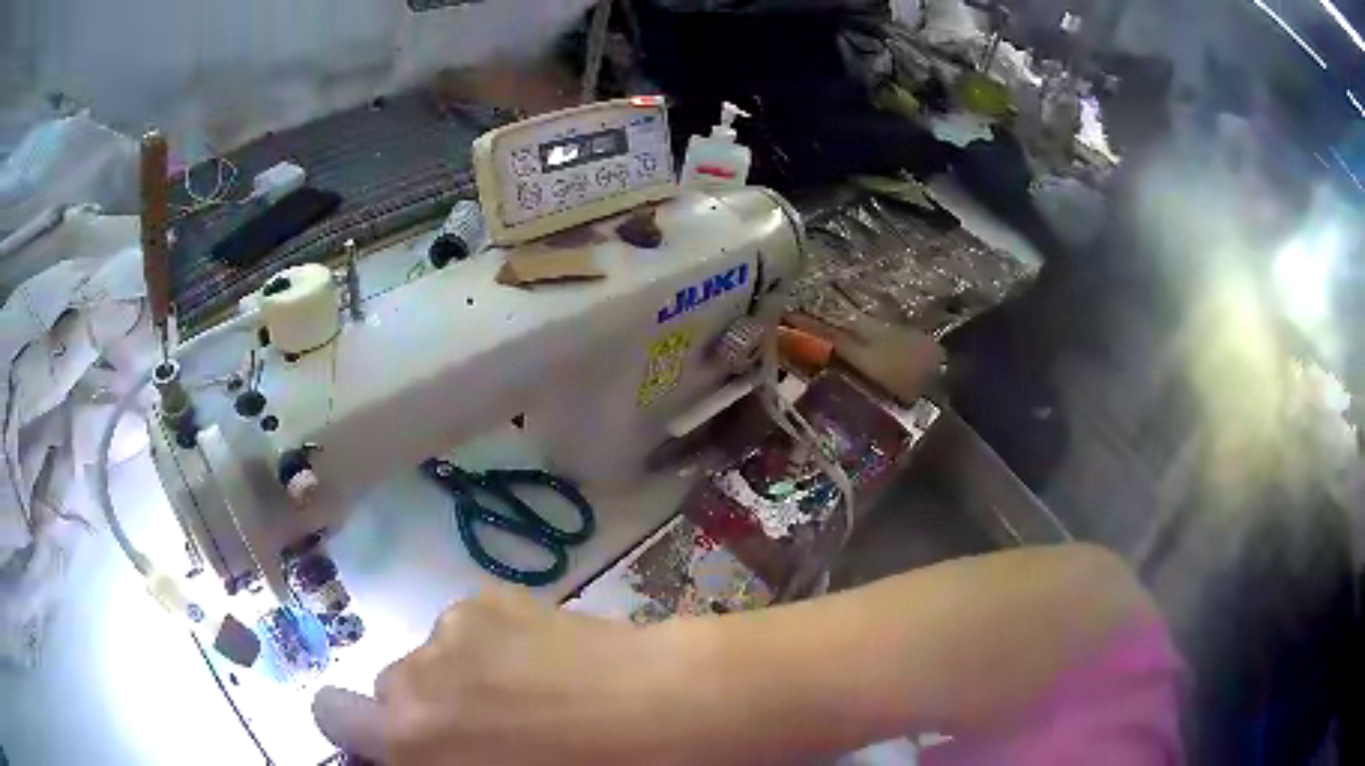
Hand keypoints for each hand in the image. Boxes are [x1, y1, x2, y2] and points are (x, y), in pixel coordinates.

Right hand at [312, 586, 683, 764]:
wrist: (658, 709)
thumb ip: (435, 760)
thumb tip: (417, 750)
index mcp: (409, 734)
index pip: (332, 714)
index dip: (354, 727)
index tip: (392, 743)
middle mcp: (415, 673)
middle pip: (389, 687)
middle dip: (420, 708)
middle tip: (479, 729)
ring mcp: (450, 626)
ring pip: (430, 656)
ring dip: (455, 675)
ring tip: (522, 693)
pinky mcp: (490, 595)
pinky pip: (466, 627)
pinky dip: (487, 644)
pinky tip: (541, 661)